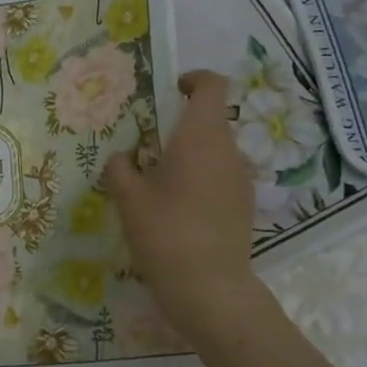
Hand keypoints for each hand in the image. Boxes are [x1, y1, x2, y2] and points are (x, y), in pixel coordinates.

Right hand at [104, 70, 259, 337]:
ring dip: (191, 156)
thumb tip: (122, 158)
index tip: (170, 90)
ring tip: (161, 184)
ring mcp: (242, 178)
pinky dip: (202, 180)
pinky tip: (179, 210)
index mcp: (201, 136)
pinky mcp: (245, 204)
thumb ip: (120, 168)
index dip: (193, 79)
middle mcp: (229, 150)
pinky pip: (222, 176)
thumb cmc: (164, 232)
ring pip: (216, 151)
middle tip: (148, 150)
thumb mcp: (128, 198)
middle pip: (211, 120)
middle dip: (181, 127)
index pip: (212, 86)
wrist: (209, 287)